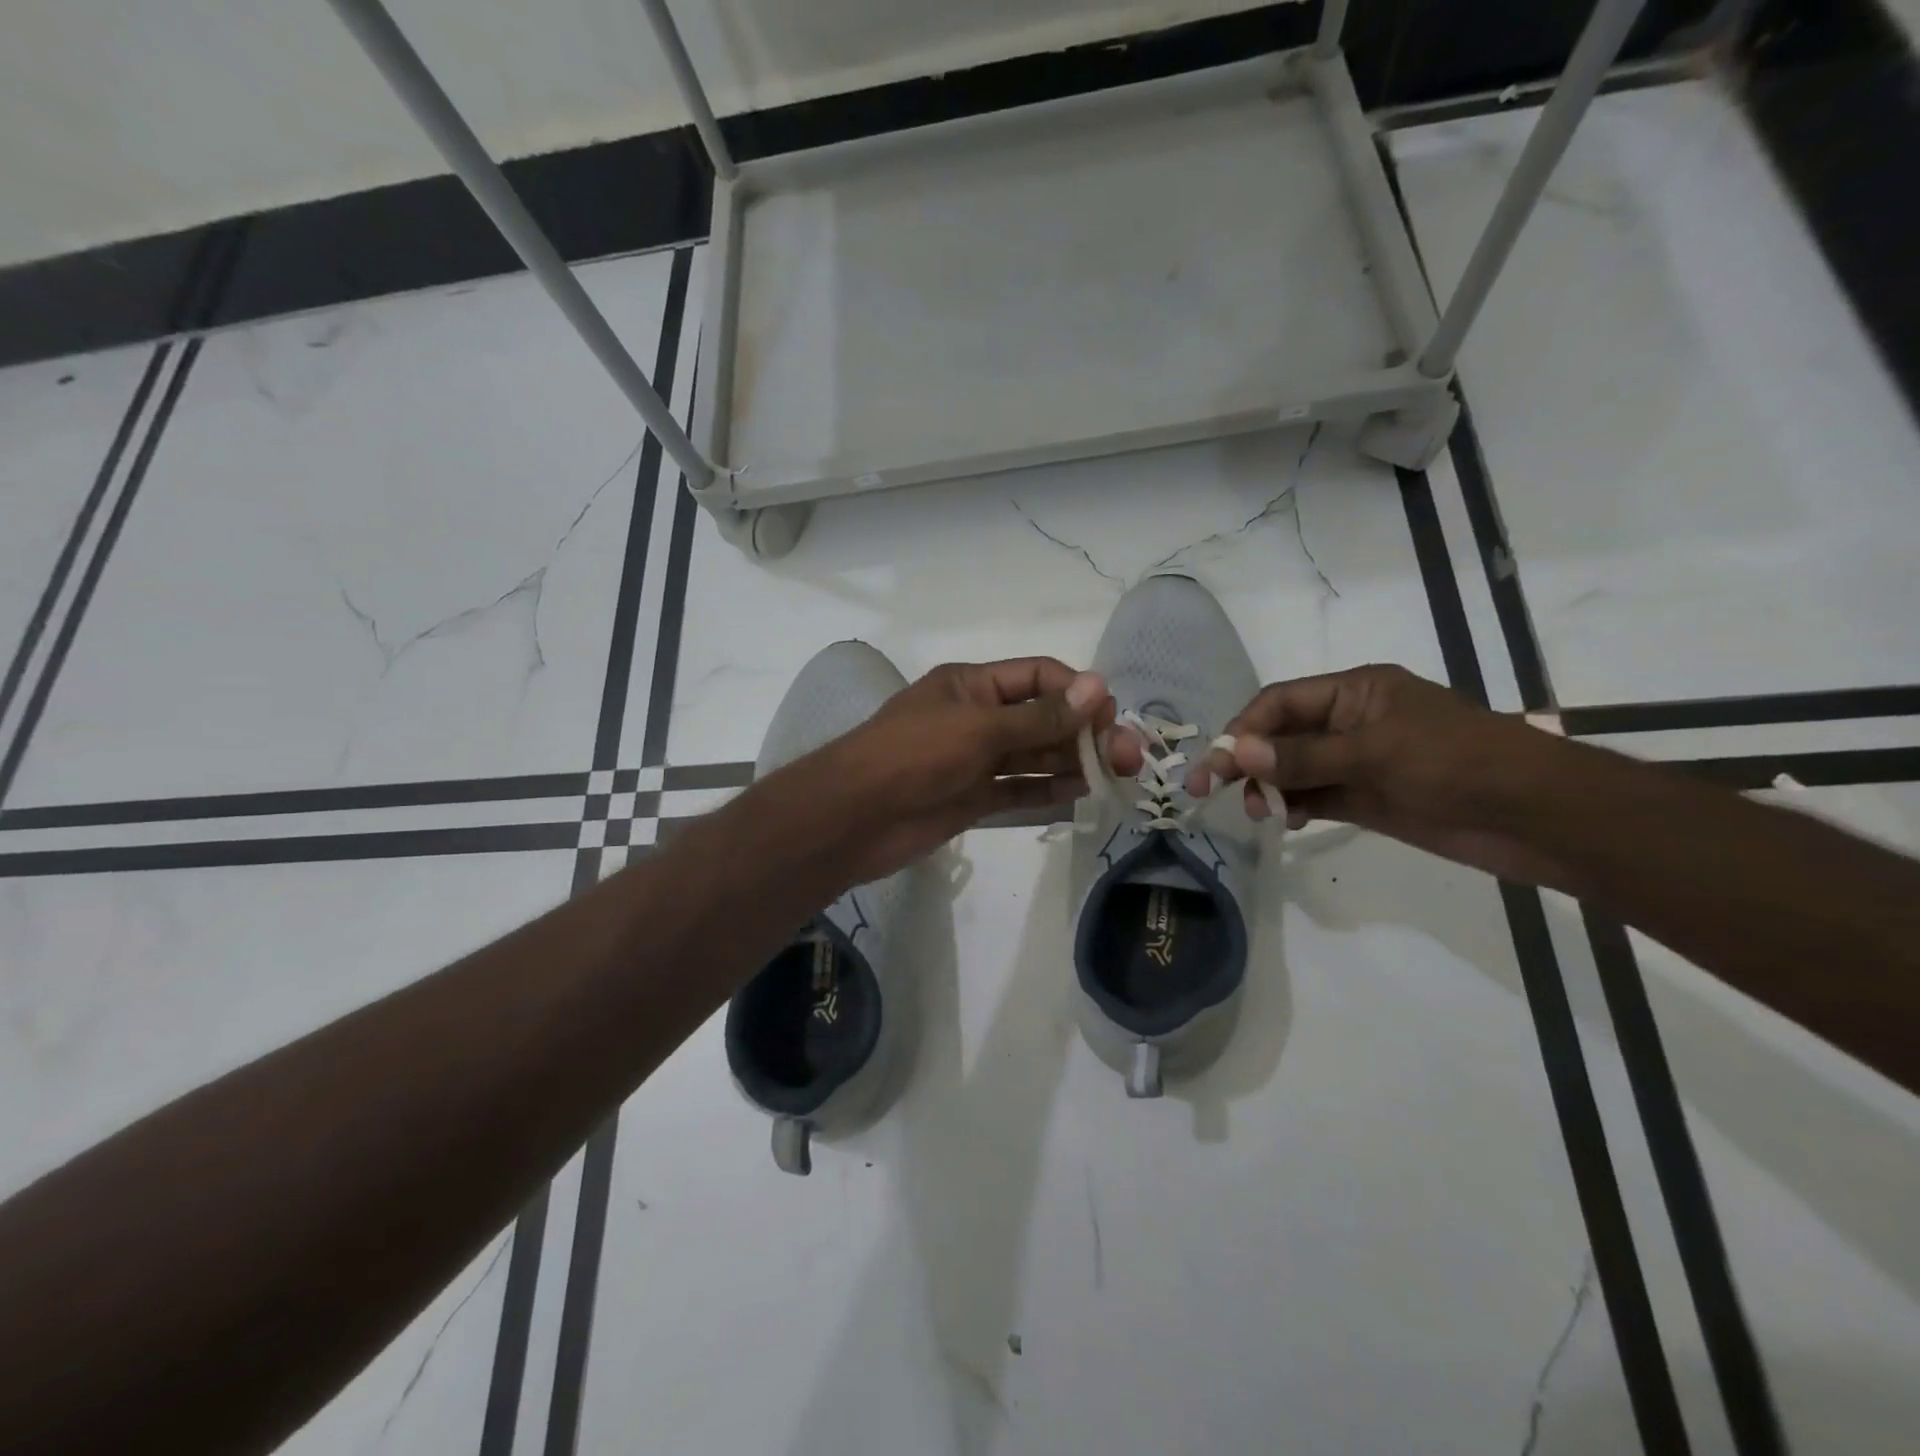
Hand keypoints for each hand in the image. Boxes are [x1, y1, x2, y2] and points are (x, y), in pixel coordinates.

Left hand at [809, 658, 1114, 885]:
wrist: (854, 818)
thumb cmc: (913, 755)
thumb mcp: (979, 728)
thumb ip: (1040, 717)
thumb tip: (1098, 686)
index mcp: (972, 685)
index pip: (1038, 676)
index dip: (1077, 692)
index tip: (1111, 715)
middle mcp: (977, 717)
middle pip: (1042, 719)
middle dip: (1083, 732)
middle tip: (1129, 756)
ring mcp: (975, 760)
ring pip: (1034, 756)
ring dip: (1073, 762)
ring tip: (1117, 776)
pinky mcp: (972, 797)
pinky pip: (1019, 790)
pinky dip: (1049, 791)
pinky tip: (1083, 794)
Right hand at [1182, 664, 1570, 882]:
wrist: (1536, 817)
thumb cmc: (1457, 764)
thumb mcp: (1375, 753)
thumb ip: (1303, 757)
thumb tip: (1239, 754)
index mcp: (1355, 691)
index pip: (1281, 703)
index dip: (1244, 729)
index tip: (1217, 764)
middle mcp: (1350, 722)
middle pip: (1281, 735)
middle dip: (1248, 760)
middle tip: (1211, 790)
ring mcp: (1359, 762)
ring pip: (1294, 769)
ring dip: (1269, 787)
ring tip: (1258, 812)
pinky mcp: (1369, 798)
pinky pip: (1316, 797)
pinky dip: (1295, 806)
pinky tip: (1285, 820)